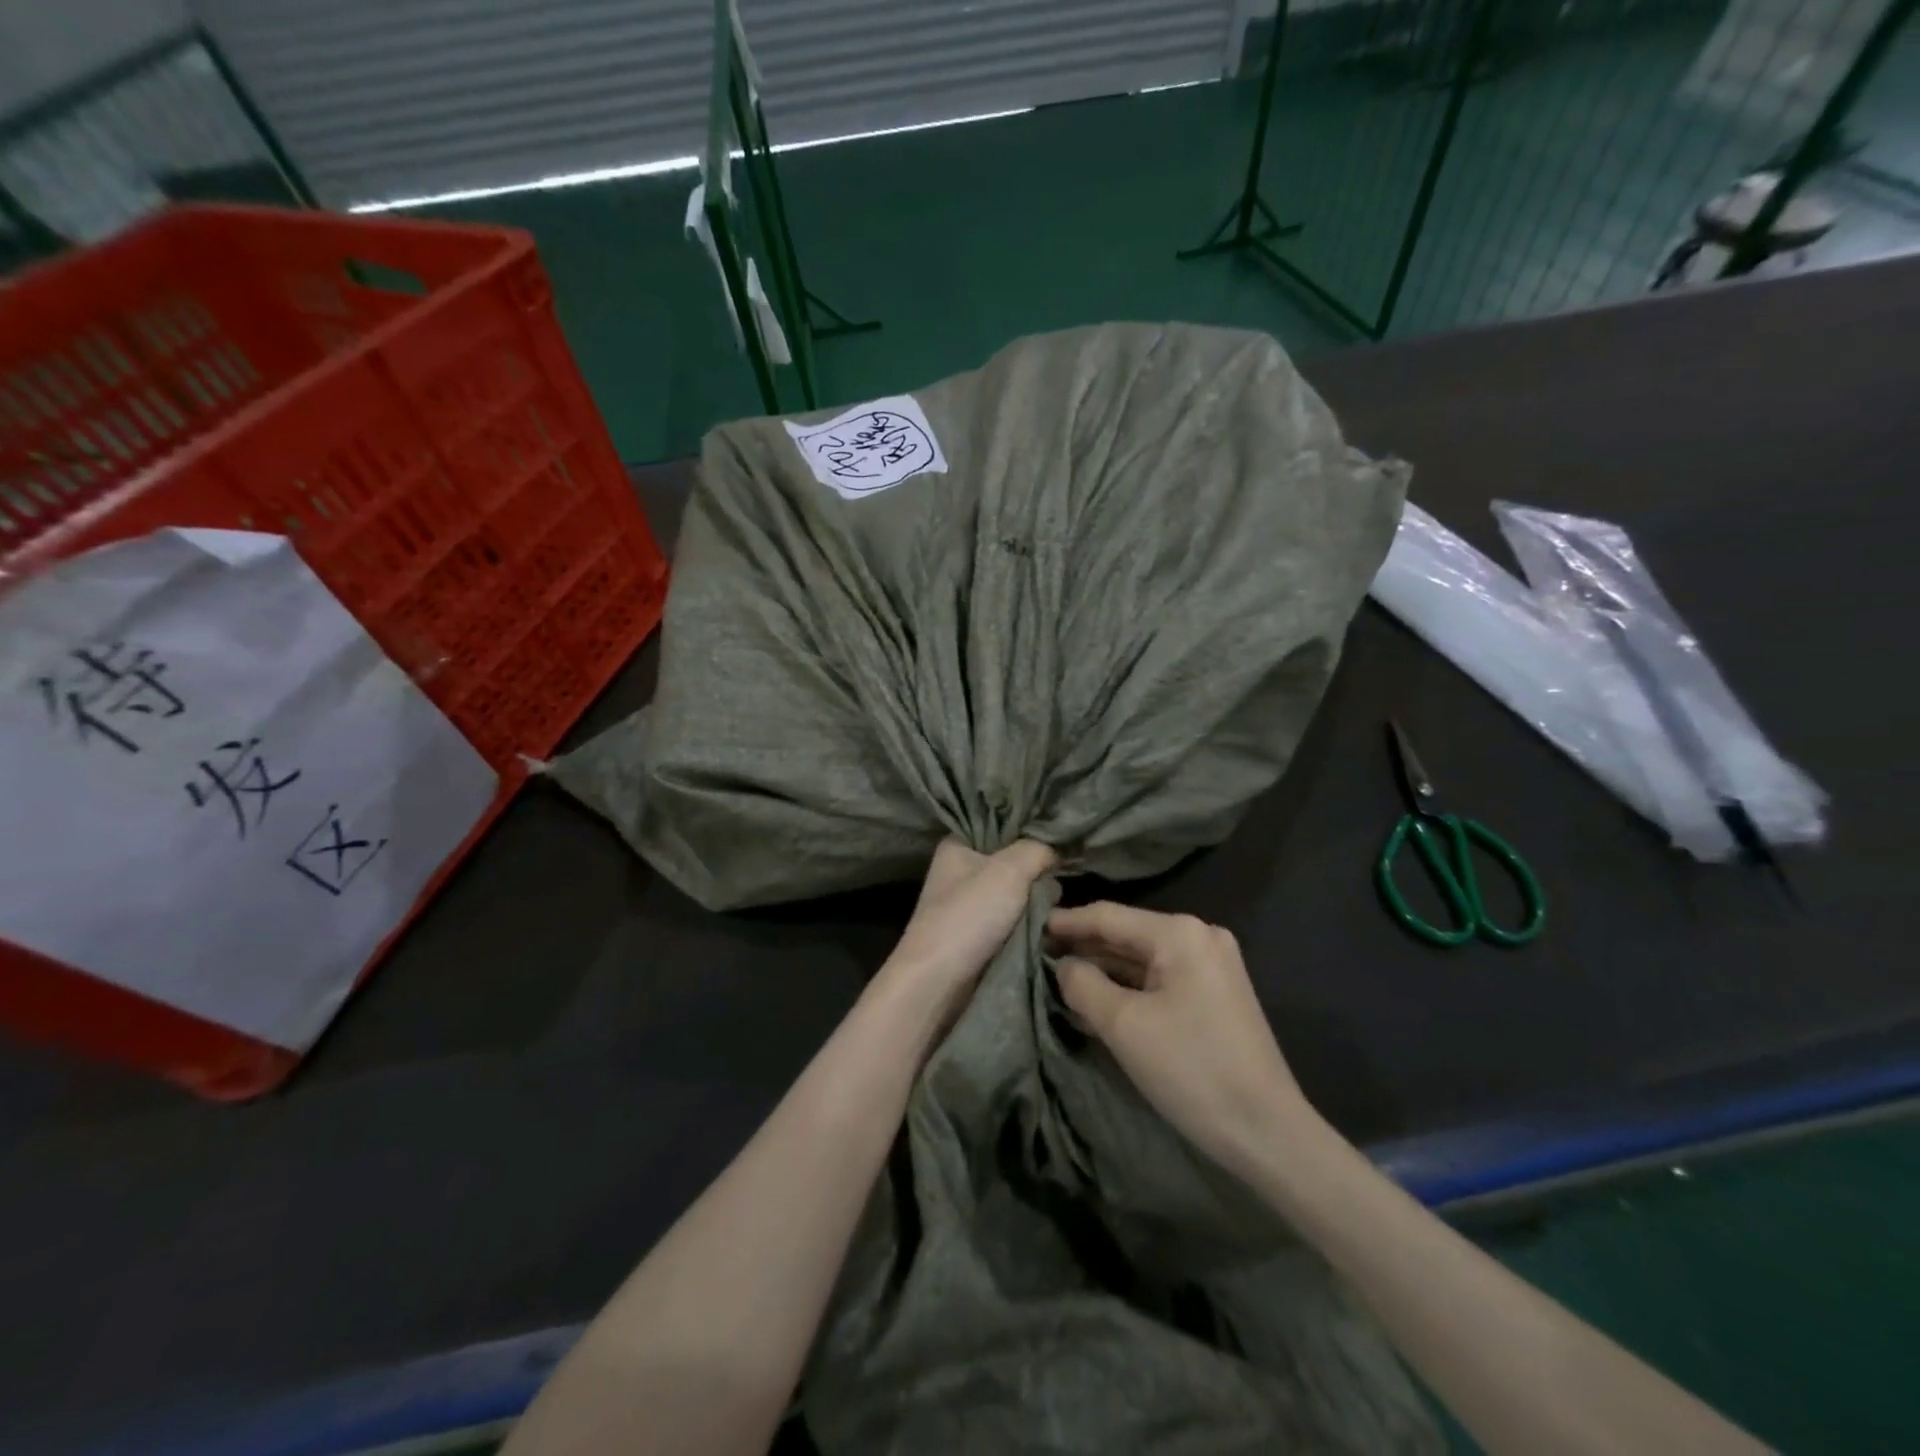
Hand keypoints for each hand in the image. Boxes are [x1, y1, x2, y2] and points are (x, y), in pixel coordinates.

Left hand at [881, 839, 1055, 1022]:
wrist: (938, 982)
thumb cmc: (968, 916)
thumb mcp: (1008, 870)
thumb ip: (1037, 850)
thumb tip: (1057, 851)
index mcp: (957, 845)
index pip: (1001, 825)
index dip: (1030, 831)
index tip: (1061, 839)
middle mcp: (961, 871)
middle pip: (1014, 861)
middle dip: (1037, 872)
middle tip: (1058, 881)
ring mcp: (970, 905)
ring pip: (1018, 894)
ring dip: (1038, 902)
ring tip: (1057, 908)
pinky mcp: (980, 935)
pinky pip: (1015, 920)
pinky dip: (1031, 924)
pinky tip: (1050, 925)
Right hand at [1049, 902, 1312, 1179]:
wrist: (1267, 1132)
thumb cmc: (1191, 1070)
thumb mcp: (1123, 1025)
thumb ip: (1083, 984)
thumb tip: (1063, 965)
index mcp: (1179, 933)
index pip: (1108, 917)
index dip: (1065, 923)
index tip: (1028, 927)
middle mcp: (1199, 935)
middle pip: (1125, 934)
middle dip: (1083, 948)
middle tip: (1037, 957)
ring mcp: (1211, 964)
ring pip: (1142, 959)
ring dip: (1103, 970)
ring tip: (1057, 978)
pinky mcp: (1215, 992)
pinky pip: (1160, 979)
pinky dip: (1129, 988)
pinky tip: (1096, 1000)